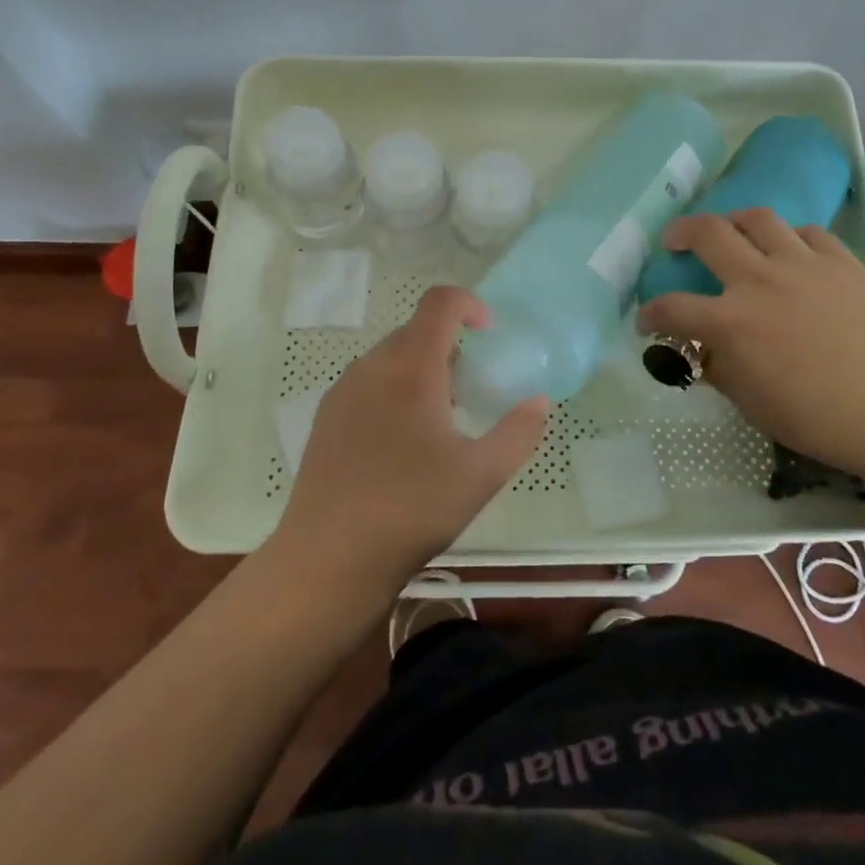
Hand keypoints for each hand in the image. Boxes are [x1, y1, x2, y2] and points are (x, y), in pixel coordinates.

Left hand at [274, 286, 548, 591]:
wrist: (326, 560)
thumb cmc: (411, 510)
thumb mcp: (480, 476)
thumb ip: (518, 433)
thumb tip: (538, 402)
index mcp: (411, 368)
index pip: (440, 303)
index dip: (470, 304)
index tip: (490, 333)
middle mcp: (372, 367)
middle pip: (416, 330)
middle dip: (450, 346)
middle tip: (470, 391)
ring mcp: (343, 391)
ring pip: (391, 358)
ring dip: (422, 370)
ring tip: (438, 422)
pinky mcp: (326, 418)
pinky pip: (369, 383)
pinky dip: (395, 390)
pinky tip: (401, 445)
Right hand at [636, 209, 864, 474]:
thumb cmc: (820, 418)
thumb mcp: (753, 404)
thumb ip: (720, 370)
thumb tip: (705, 351)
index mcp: (731, 322)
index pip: (672, 308)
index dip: (651, 314)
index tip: (647, 321)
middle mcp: (760, 280)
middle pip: (707, 234)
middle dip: (681, 233)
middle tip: (675, 241)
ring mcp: (803, 264)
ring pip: (757, 218)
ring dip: (734, 220)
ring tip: (731, 230)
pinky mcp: (842, 261)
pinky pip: (808, 233)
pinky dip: (790, 238)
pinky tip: (792, 251)